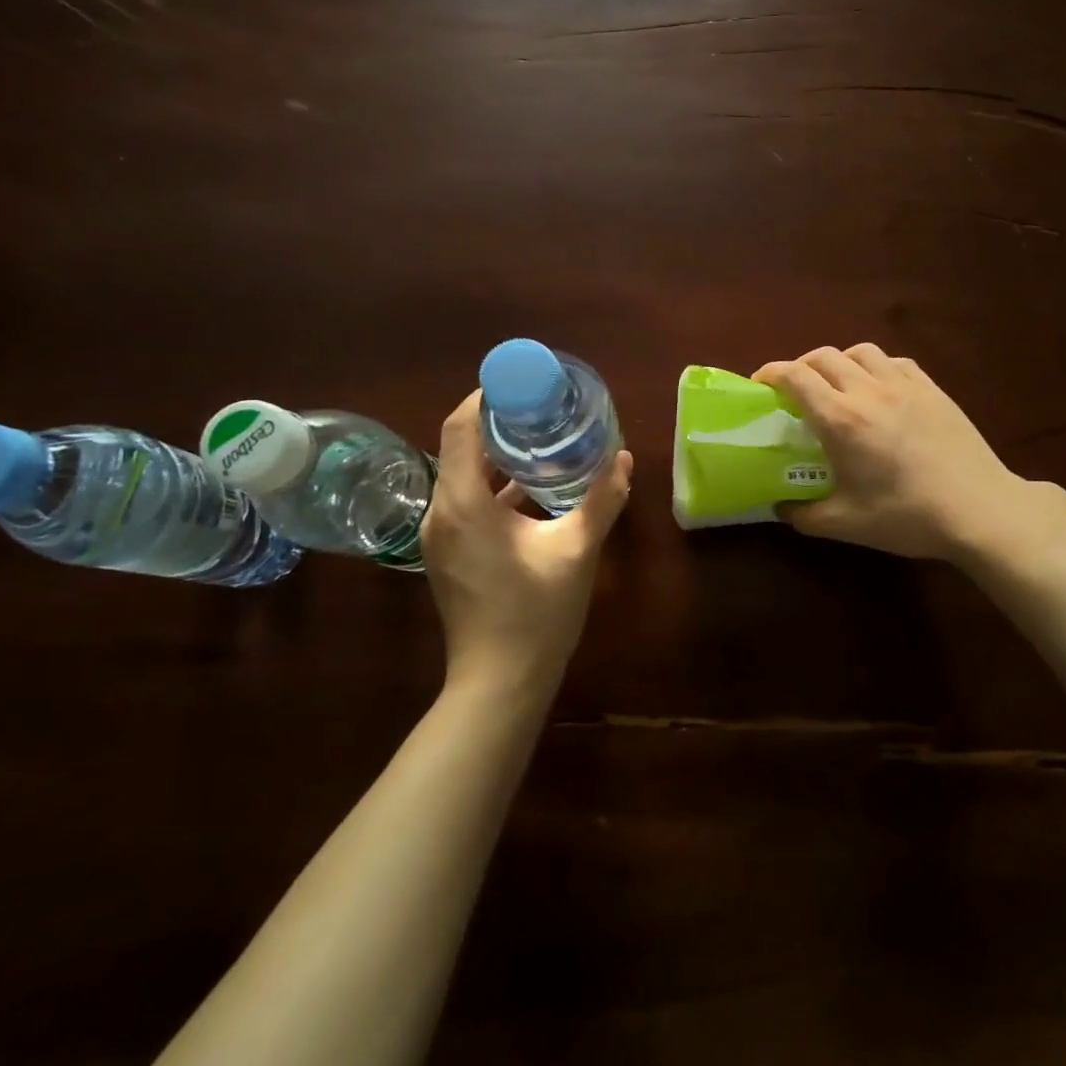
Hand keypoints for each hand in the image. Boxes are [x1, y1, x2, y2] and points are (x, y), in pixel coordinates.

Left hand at [420, 392, 632, 694]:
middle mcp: (442, 512)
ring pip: (465, 477)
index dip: (488, 397)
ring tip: (543, 441)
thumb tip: (622, 458)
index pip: (462, 427)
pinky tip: (534, 489)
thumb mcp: (577, 550)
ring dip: (500, 457)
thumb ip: (602, 499)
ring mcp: (442, 536)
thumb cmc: (536, 612)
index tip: (524, 383)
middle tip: (544, 409)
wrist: (499, 682)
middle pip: (462, 447)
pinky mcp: (451, 554)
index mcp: (464, 503)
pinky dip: (496, 487)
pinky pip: (468, 503)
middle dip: (500, 424)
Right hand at [753, 344, 1058, 562]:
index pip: (795, 376)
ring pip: (860, 351)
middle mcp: (868, 390)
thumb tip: (780, 508)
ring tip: (838, 385)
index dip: (770, 373)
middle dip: (800, 367)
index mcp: (841, 419)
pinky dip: (876, 367)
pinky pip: (895, 362)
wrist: (979, 510)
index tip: (759, 384)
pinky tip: (880, 389)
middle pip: (823, 356)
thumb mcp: (845, 524)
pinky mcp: (933, 389)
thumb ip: (803, 515)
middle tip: (795, 391)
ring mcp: (904, 385)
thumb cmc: (906, 516)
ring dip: (839, 362)